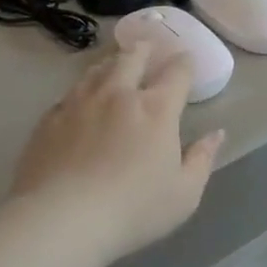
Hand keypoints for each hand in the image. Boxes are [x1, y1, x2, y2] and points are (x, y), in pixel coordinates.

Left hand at [13, 45, 225, 261]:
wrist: (61, 219)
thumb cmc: (133, 209)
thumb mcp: (184, 194)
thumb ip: (202, 159)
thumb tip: (217, 134)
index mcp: (157, 109)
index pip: (177, 72)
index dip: (185, 62)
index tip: (187, 59)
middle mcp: (119, 94)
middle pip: (133, 57)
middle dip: (145, 49)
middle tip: (148, 47)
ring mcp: (80, 102)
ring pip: (98, 69)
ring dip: (112, 62)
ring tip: (115, 63)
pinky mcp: (50, 118)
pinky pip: (70, 93)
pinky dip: (83, 88)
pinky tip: (81, 98)